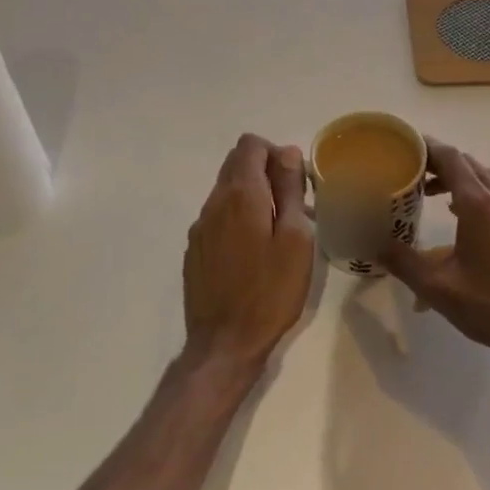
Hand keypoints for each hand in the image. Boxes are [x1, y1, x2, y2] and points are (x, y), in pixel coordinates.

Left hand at [183, 134, 315, 375]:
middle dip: (265, 172)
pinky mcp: (194, 251)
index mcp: (241, 195)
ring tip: (277, 232)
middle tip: (292, 206)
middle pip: (236, 164)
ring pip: (226, 192)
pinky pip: (218, 218)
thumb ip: (290, 191)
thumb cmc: (270, 291)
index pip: (250, 145)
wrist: (224, 343)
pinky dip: (238, 219)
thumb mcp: (295, 239)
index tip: (295, 183)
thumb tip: (287, 153)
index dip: (276, 153)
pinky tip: (254, 254)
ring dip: (252, 197)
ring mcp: (199, 228)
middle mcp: (214, 203)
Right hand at [381, 139, 489, 375]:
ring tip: (433, 195)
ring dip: (460, 180)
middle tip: (412, 172)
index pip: (451, 158)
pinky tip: (464, 222)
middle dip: (440, 163)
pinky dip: (477, 197)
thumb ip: (402, 261)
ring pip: (487, 181)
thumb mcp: (438, 287)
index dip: (427, 147)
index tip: (404, 146)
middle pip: (469, 165)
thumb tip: (372, 245)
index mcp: (479, 205)